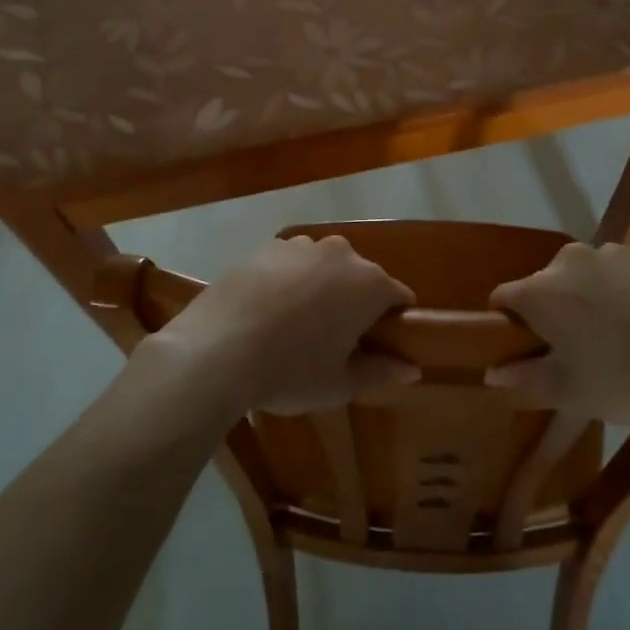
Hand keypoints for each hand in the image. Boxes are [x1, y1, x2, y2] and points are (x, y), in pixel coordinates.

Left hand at [145, 236, 417, 419]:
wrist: (217, 349)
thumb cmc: (290, 371)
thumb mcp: (340, 384)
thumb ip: (381, 371)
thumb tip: (412, 369)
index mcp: (369, 284)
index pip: (398, 297)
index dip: (393, 322)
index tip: (377, 346)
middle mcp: (340, 253)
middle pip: (361, 277)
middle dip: (355, 303)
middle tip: (333, 342)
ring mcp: (299, 246)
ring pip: (323, 267)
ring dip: (321, 288)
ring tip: (295, 326)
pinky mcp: (264, 247)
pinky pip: (289, 264)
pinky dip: (287, 281)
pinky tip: (266, 312)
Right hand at [486, 243, 629, 427]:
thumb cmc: (624, 382)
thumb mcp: (567, 392)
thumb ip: (522, 378)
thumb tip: (493, 372)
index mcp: (539, 290)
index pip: (503, 299)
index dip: (509, 326)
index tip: (528, 352)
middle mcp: (567, 260)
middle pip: (544, 284)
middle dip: (551, 311)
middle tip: (575, 350)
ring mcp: (609, 253)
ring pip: (581, 276)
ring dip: (585, 298)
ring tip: (614, 336)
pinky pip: (615, 272)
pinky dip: (618, 290)